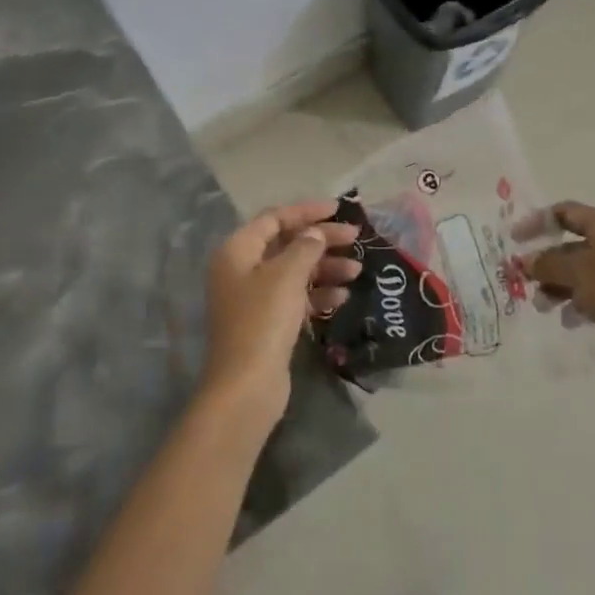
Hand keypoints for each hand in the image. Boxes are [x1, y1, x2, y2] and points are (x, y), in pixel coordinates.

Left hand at [201, 201, 360, 433]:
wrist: (246, 385)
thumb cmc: (263, 320)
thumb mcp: (287, 276)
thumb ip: (305, 247)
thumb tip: (315, 234)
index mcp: (237, 251)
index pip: (274, 218)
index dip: (306, 211)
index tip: (338, 209)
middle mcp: (242, 270)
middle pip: (286, 244)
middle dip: (321, 240)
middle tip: (356, 239)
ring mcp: (253, 298)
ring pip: (294, 271)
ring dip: (325, 268)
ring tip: (357, 271)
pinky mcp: (267, 323)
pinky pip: (296, 297)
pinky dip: (318, 293)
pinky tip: (342, 296)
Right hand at [526, 202, 594, 386]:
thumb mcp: (576, 272)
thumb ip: (546, 263)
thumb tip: (525, 261)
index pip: (567, 212)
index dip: (538, 221)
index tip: (515, 239)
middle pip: (574, 244)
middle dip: (546, 261)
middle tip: (523, 277)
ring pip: (584, 271)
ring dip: (558, 285)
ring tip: (541, 304)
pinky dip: (579, 301)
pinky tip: (568, 319)